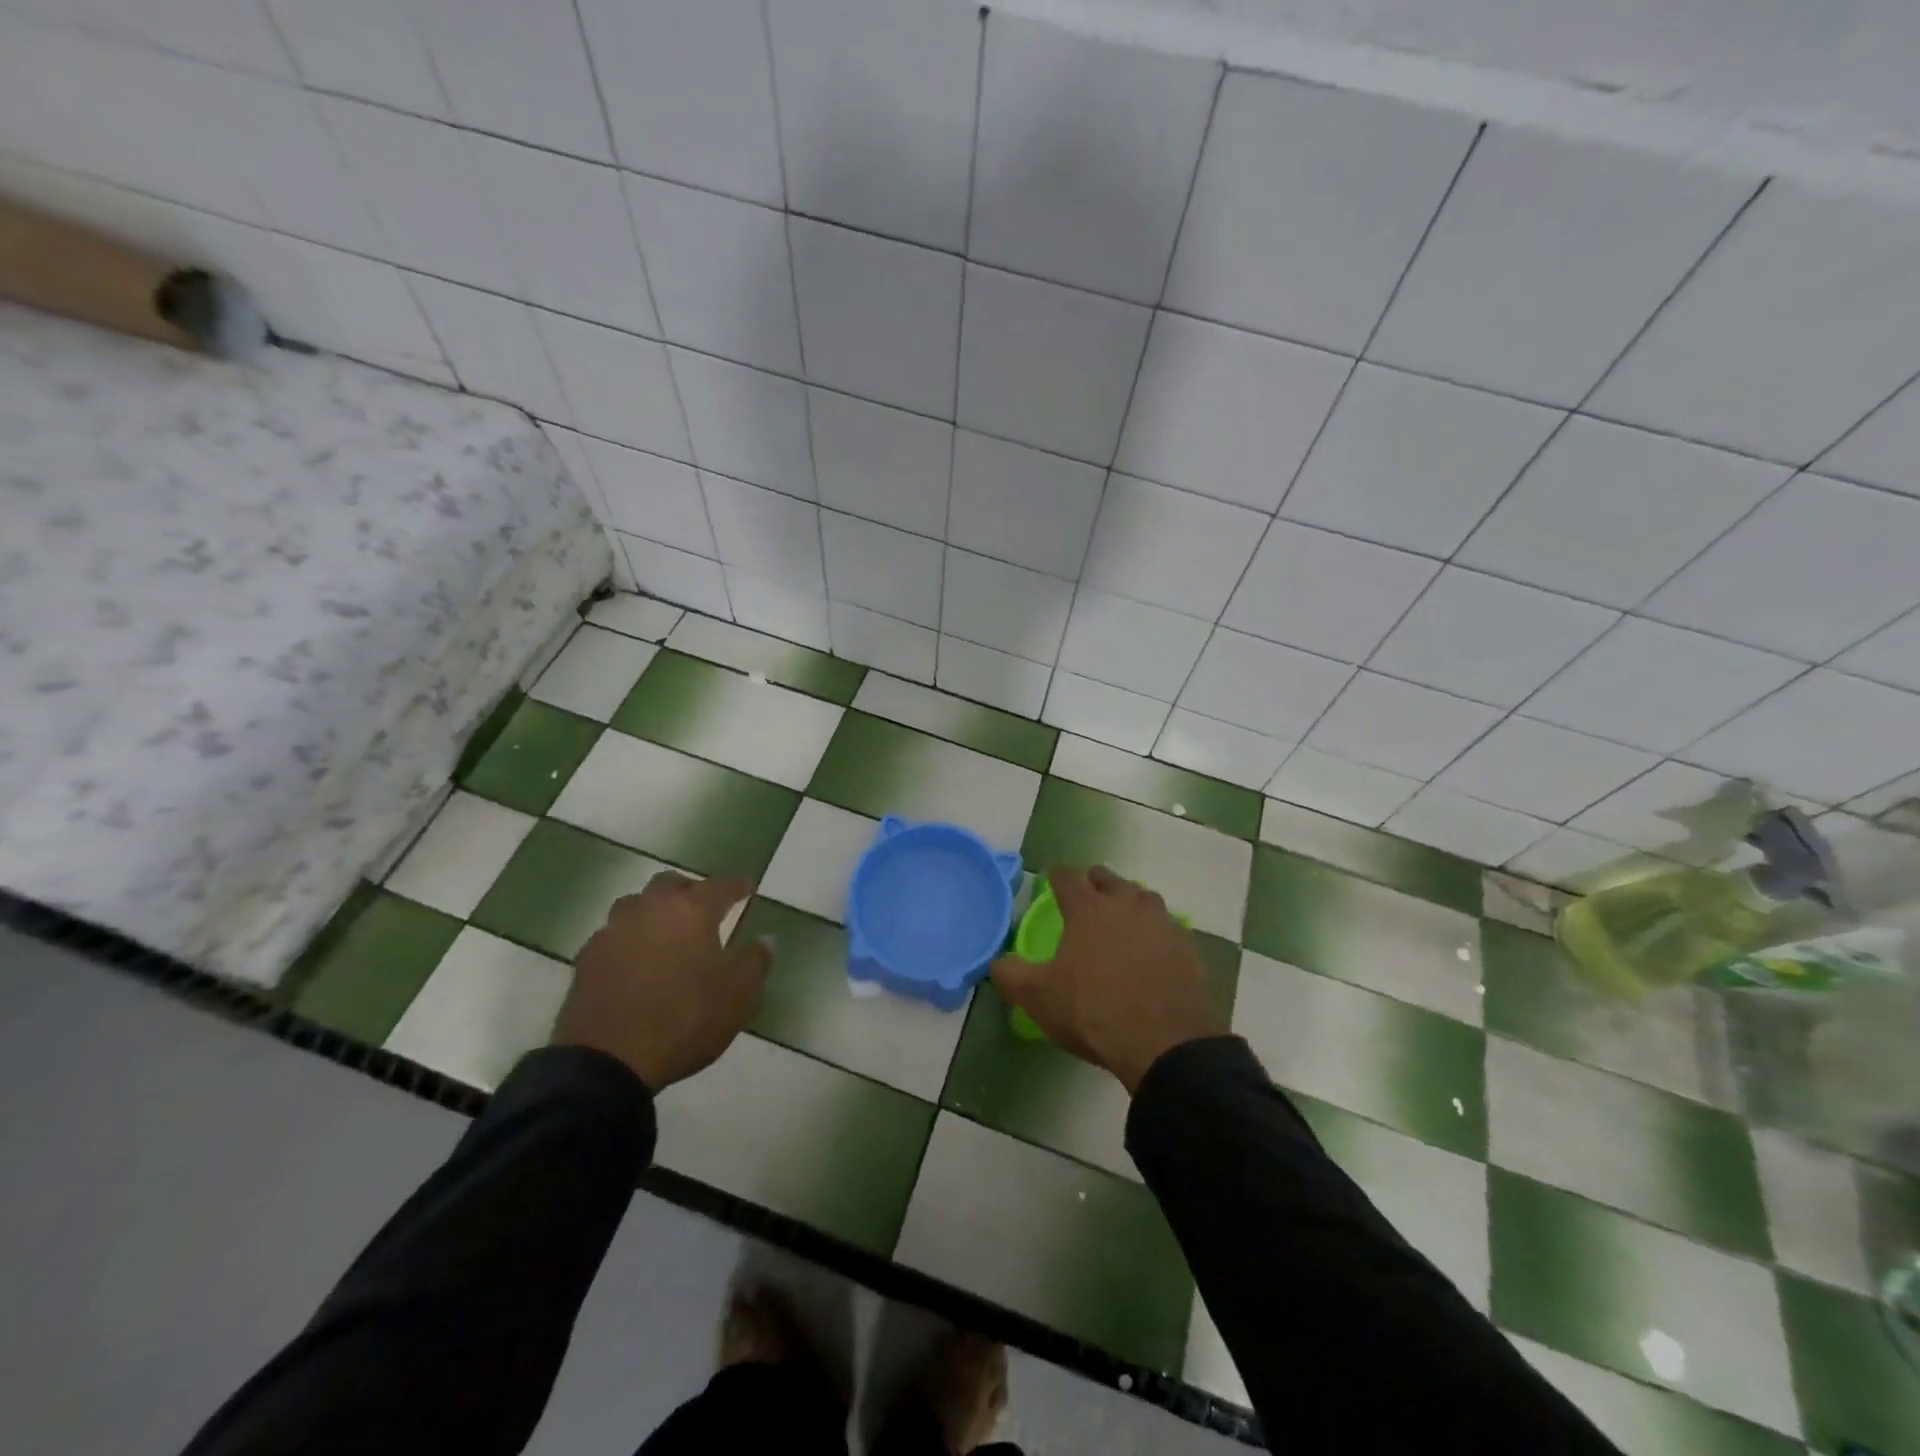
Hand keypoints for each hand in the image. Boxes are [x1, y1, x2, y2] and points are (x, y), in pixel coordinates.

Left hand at [552, 872, 770, 1092]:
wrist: (607, 1060)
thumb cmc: (684, 1020)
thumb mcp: (738, 997)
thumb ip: (756, 962)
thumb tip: (767, 939)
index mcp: (691, 912)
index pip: (720, 886)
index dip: (737, 885)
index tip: (748, 886)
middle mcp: (651, 910)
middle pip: (671, 884)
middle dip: (691, 891)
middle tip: (704, 907)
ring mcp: (613, 932)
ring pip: (636, 905)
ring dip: (654, 910)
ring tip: (666, 930)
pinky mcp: (587, 959)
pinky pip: (613, 935)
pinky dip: (629, 939)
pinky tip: (634, 959)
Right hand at [991, 866, 1223, 1093]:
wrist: (1165, 1044)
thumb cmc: (1094, 1012)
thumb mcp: (1038, 997)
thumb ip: (1011, 974)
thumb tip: (997, 962)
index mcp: (1088, 909)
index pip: (1068, 877)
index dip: (1057, 876)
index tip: (1052, 880)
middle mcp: (1126, 905)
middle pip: (1109, 880)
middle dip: (1095, 883)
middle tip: (1087, 895)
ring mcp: (1162, 924)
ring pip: (1143, 898)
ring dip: (1129, 901)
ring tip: (1121, 916)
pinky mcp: (1187, 948)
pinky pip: (1168, 928)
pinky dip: (1156, 931)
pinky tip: (1153, 948)